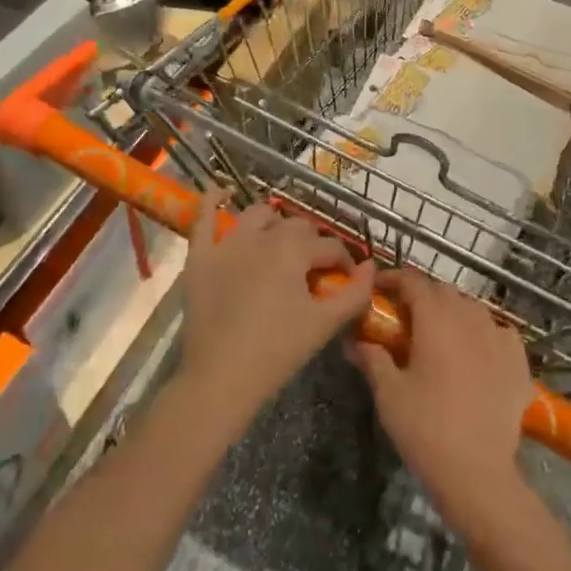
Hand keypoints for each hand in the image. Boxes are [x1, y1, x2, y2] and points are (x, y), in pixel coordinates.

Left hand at [177, 194, 373, 431]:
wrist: (220, 380)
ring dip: (273, 222)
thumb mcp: (325, 324)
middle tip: (315, 269)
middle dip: (312, 242)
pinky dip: (212, 201)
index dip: (343, 262)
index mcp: (293, 250)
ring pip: (256, 215)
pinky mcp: (200, 257)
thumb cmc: (278, 352)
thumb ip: (356, 293)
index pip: (329, 245)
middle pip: (296, 226)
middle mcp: (260, 236)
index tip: (346, 281)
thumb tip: (371, 266)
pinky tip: (220, 191)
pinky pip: (203, 218)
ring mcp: (226, 243)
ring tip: (279, 241)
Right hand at [347, 268, 533, 538]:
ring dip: (452, 312)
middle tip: (404, 318)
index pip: (413, 281)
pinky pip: (499, 331)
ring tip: (439, 335)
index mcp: (435, 320)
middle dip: (422, 296)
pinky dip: (484, 333)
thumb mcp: (389, 394)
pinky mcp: (519, 360)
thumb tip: (354, 340)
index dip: (394, 278)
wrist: (478, 475)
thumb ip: (372, 358)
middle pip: (443, 291)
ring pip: (472, 308)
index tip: (379, 289)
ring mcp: (499, 337)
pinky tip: (477, 352)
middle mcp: (469, 318)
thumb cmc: (426, 429)